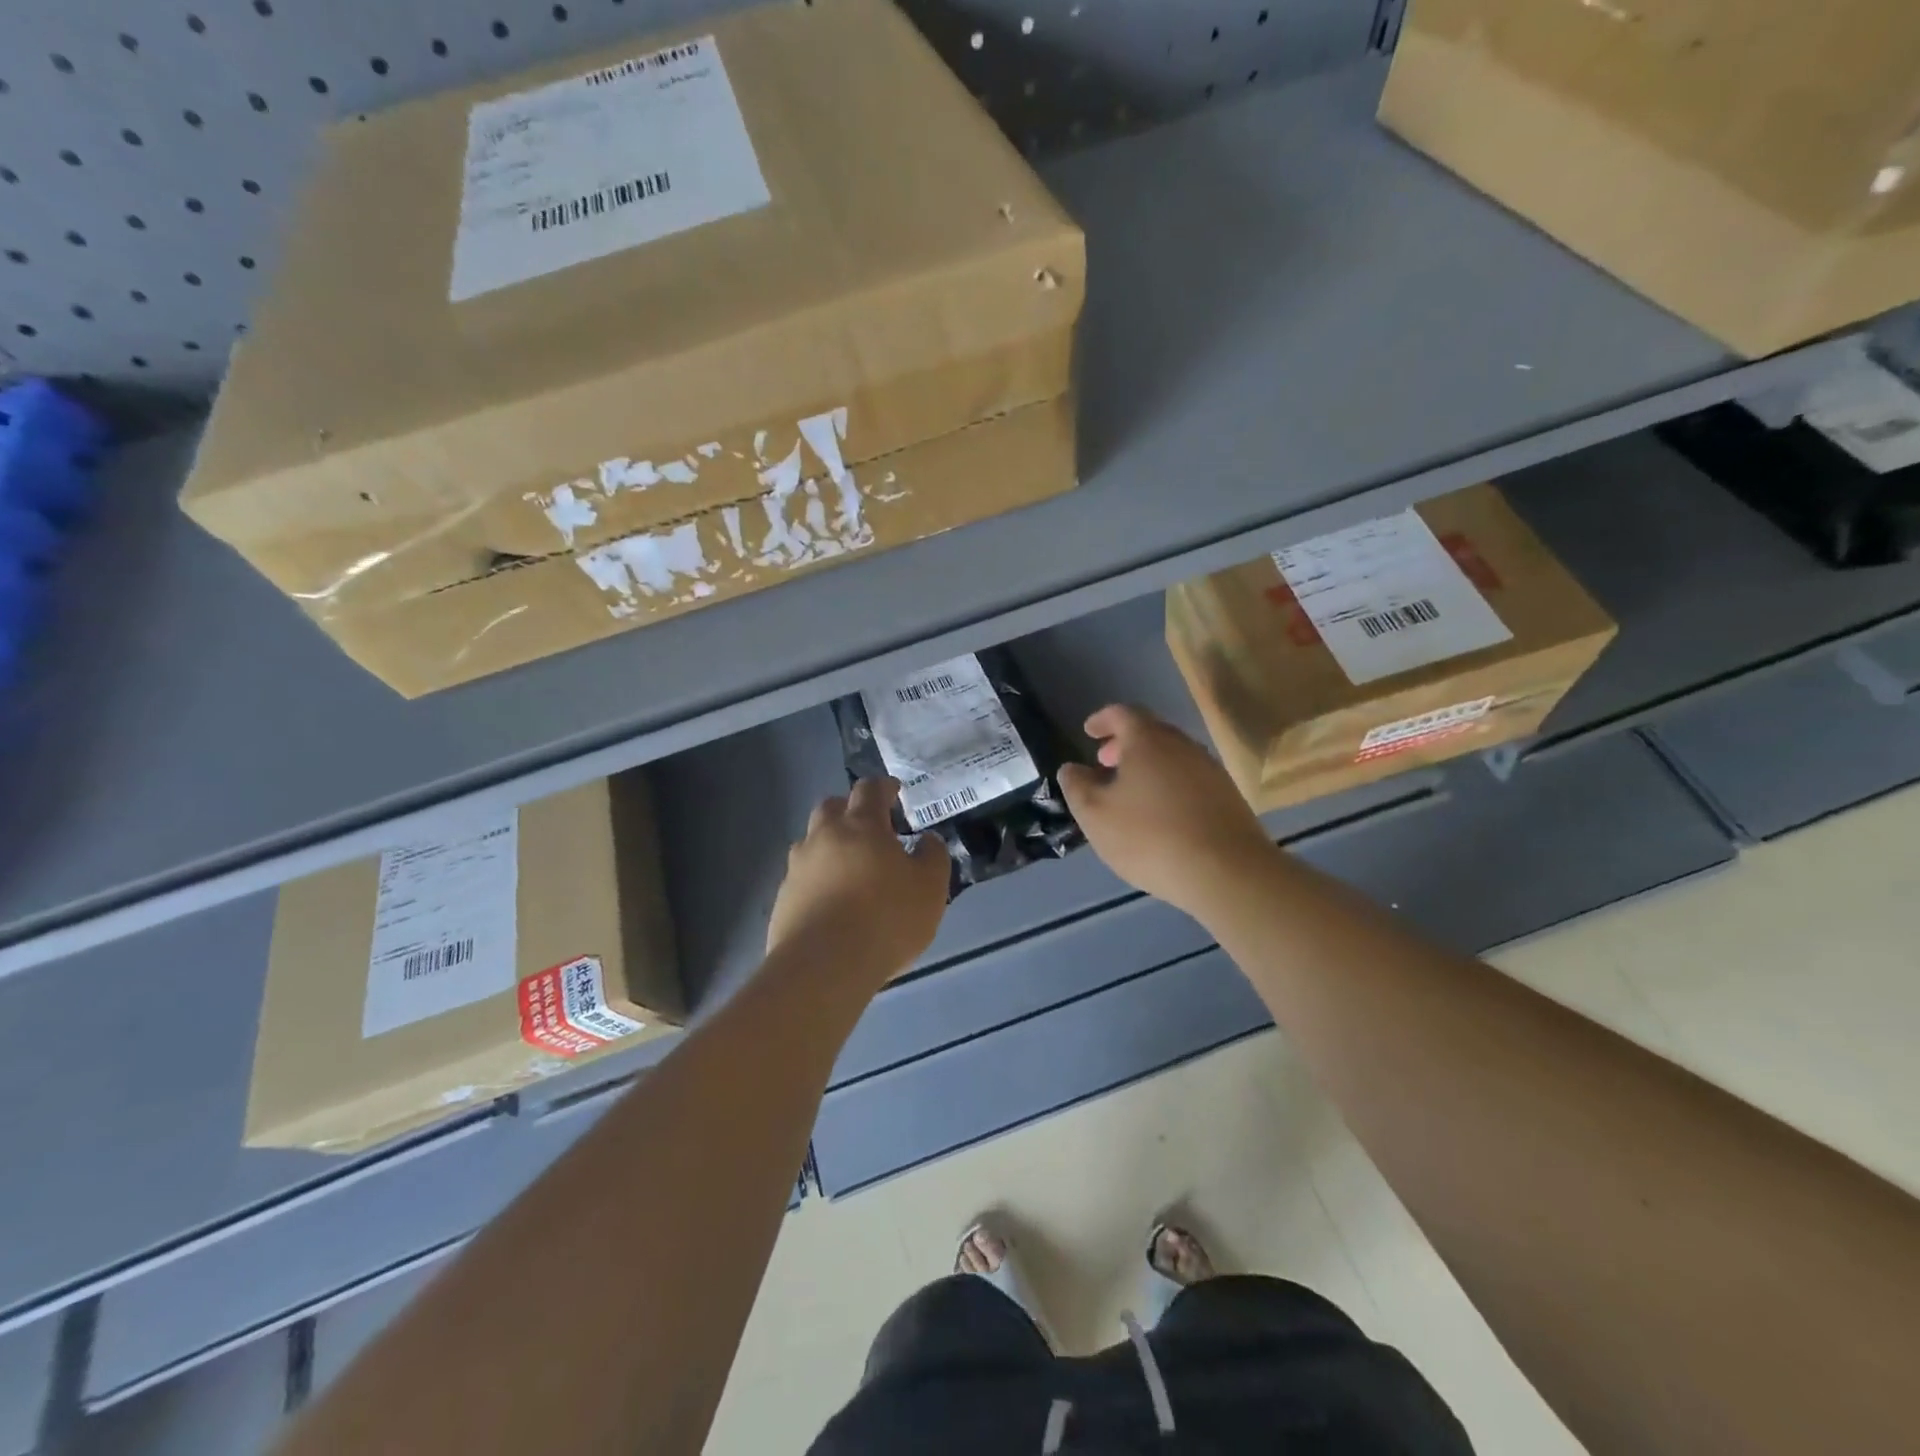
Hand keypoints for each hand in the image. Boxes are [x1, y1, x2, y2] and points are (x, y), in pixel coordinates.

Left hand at [766, 778, 950, 986]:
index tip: (894, 792)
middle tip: (869, 828)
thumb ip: (932, 857)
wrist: (823, 966)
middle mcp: (823, 837)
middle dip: (849, 810)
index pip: (870, 790)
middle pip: (831, 807)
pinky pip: (802, 877)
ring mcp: (798, 867)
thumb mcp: (930, 888)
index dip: (883, 787)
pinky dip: (817, 880)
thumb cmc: (886, 919)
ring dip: (829, 845)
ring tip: (849, 869)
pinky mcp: (783, 899)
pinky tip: (831, 903)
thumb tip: (927, 840)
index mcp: (861, 826)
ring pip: (811, 842)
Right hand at [1058, 704, 1275, 918]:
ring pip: (1172, 756)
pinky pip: (1189, 779)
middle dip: (1124, 743)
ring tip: (1130, 792)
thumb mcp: (1095, 815)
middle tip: (1104, 762)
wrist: (1226, 871)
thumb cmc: (1149, 836)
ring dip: (1148, 765)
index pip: (1122, 713)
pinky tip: (1160, 814)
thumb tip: (1072, 768)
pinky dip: (1168, 784)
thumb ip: (1077, 786)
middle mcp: (1183, 745)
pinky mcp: (1228, 796)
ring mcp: (1210, 769)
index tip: (1088, 731)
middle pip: (1151, 732)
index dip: (1102, 720)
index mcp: (1148, 740)